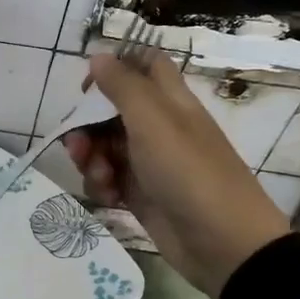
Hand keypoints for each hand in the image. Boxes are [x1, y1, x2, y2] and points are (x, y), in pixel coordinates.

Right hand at [63, 51, 290, 298]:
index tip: (88, 86)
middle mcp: (159, 127)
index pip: (145, 65)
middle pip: (112, 111)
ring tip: (100, 178)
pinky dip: (103, 186)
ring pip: (106, 147)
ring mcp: (150, 163)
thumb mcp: (153, 120)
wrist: (223, 243)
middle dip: (87, 125)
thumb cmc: (188, 171)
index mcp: (169, 101)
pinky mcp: (142, 195)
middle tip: (76, 144)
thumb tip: (99, 55)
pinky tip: (109, 198)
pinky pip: (110, 180)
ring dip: (91, 159)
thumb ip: (123, 86)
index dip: (116, 67)